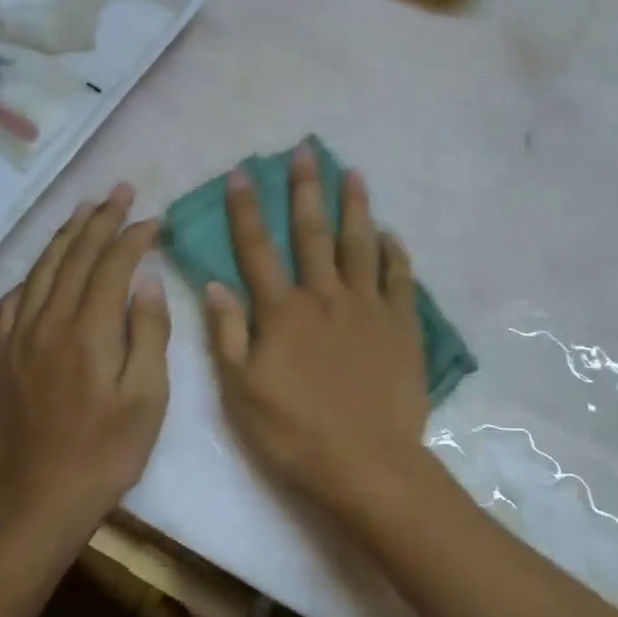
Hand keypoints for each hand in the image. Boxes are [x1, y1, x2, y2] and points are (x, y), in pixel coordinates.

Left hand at [0, 183, 170, 531]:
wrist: (42, 498)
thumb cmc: (108, 451)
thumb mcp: (148, 397)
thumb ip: (149, 333)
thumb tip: (147, 281)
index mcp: (90, 331)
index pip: (112, 266)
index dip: (133, 237)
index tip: (153, 219)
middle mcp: (49, 322)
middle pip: (75, 257)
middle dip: (100, 220)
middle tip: (119, 191)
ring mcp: (18, 338)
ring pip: (41, 271)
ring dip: (64, 236)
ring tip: (83, 210)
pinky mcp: (0, 356)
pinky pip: (12, 301)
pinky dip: (30, 275)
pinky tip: (41, 268)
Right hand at [205, 143, 430, 518]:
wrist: (367, 465)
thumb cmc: (294, 434)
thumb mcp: (241, 392)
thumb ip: (227, 334)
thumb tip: (214, 283)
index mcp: (282, 312)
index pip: (257, 249)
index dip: (246, 209)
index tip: (242, 172)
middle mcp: (325, 297)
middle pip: (312, 233)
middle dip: (305, 189)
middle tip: (306, 151)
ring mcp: (368, 308)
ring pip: (360, 244)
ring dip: (355, 206)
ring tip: (352, 173)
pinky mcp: (402, 326)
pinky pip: (400, 279)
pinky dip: (394, 253)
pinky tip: (390, 234)